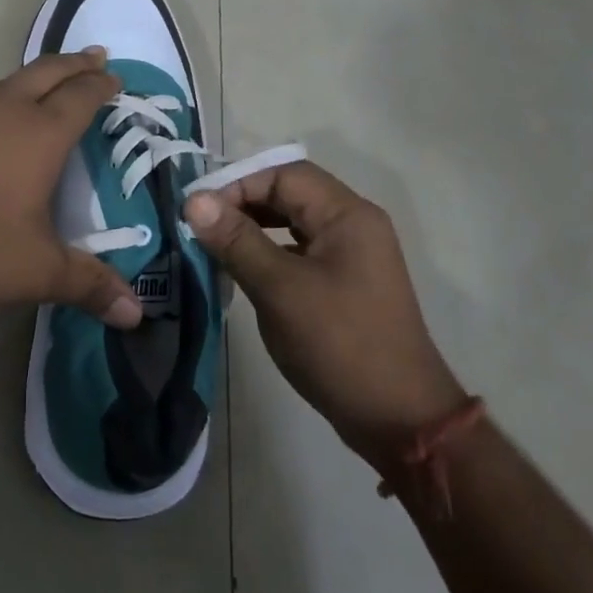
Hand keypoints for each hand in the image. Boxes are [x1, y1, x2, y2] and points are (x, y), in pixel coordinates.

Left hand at [0, 49, 144, 327]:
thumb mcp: (35, 272)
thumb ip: (88, 285)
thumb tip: (135, 314)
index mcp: (40, 134)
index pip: (83, 96)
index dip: (102, 85)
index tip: (115, 78)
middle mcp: (1, 106)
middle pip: (47, 71)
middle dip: (75, 63)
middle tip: (94, 57)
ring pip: (0, 82)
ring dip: (23, 83)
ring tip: (32, 92)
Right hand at [182, 162, 464, 461]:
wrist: (398, 418)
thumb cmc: (339, 345)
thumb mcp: (279, 289)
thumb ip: (236, 240)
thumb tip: (194, 200)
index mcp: (347, 216)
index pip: (285, 175)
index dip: (238, 185)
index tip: (199, 213)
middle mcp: (354, 225)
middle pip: (291, 194)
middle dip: (243, 204)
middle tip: (202, 227)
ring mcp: (353, 256)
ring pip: (294, 223)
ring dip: (254, 228)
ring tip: (215, 246)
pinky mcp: (346, 284)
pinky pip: (301, 251)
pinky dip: (269, 252)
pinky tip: (243, 271)